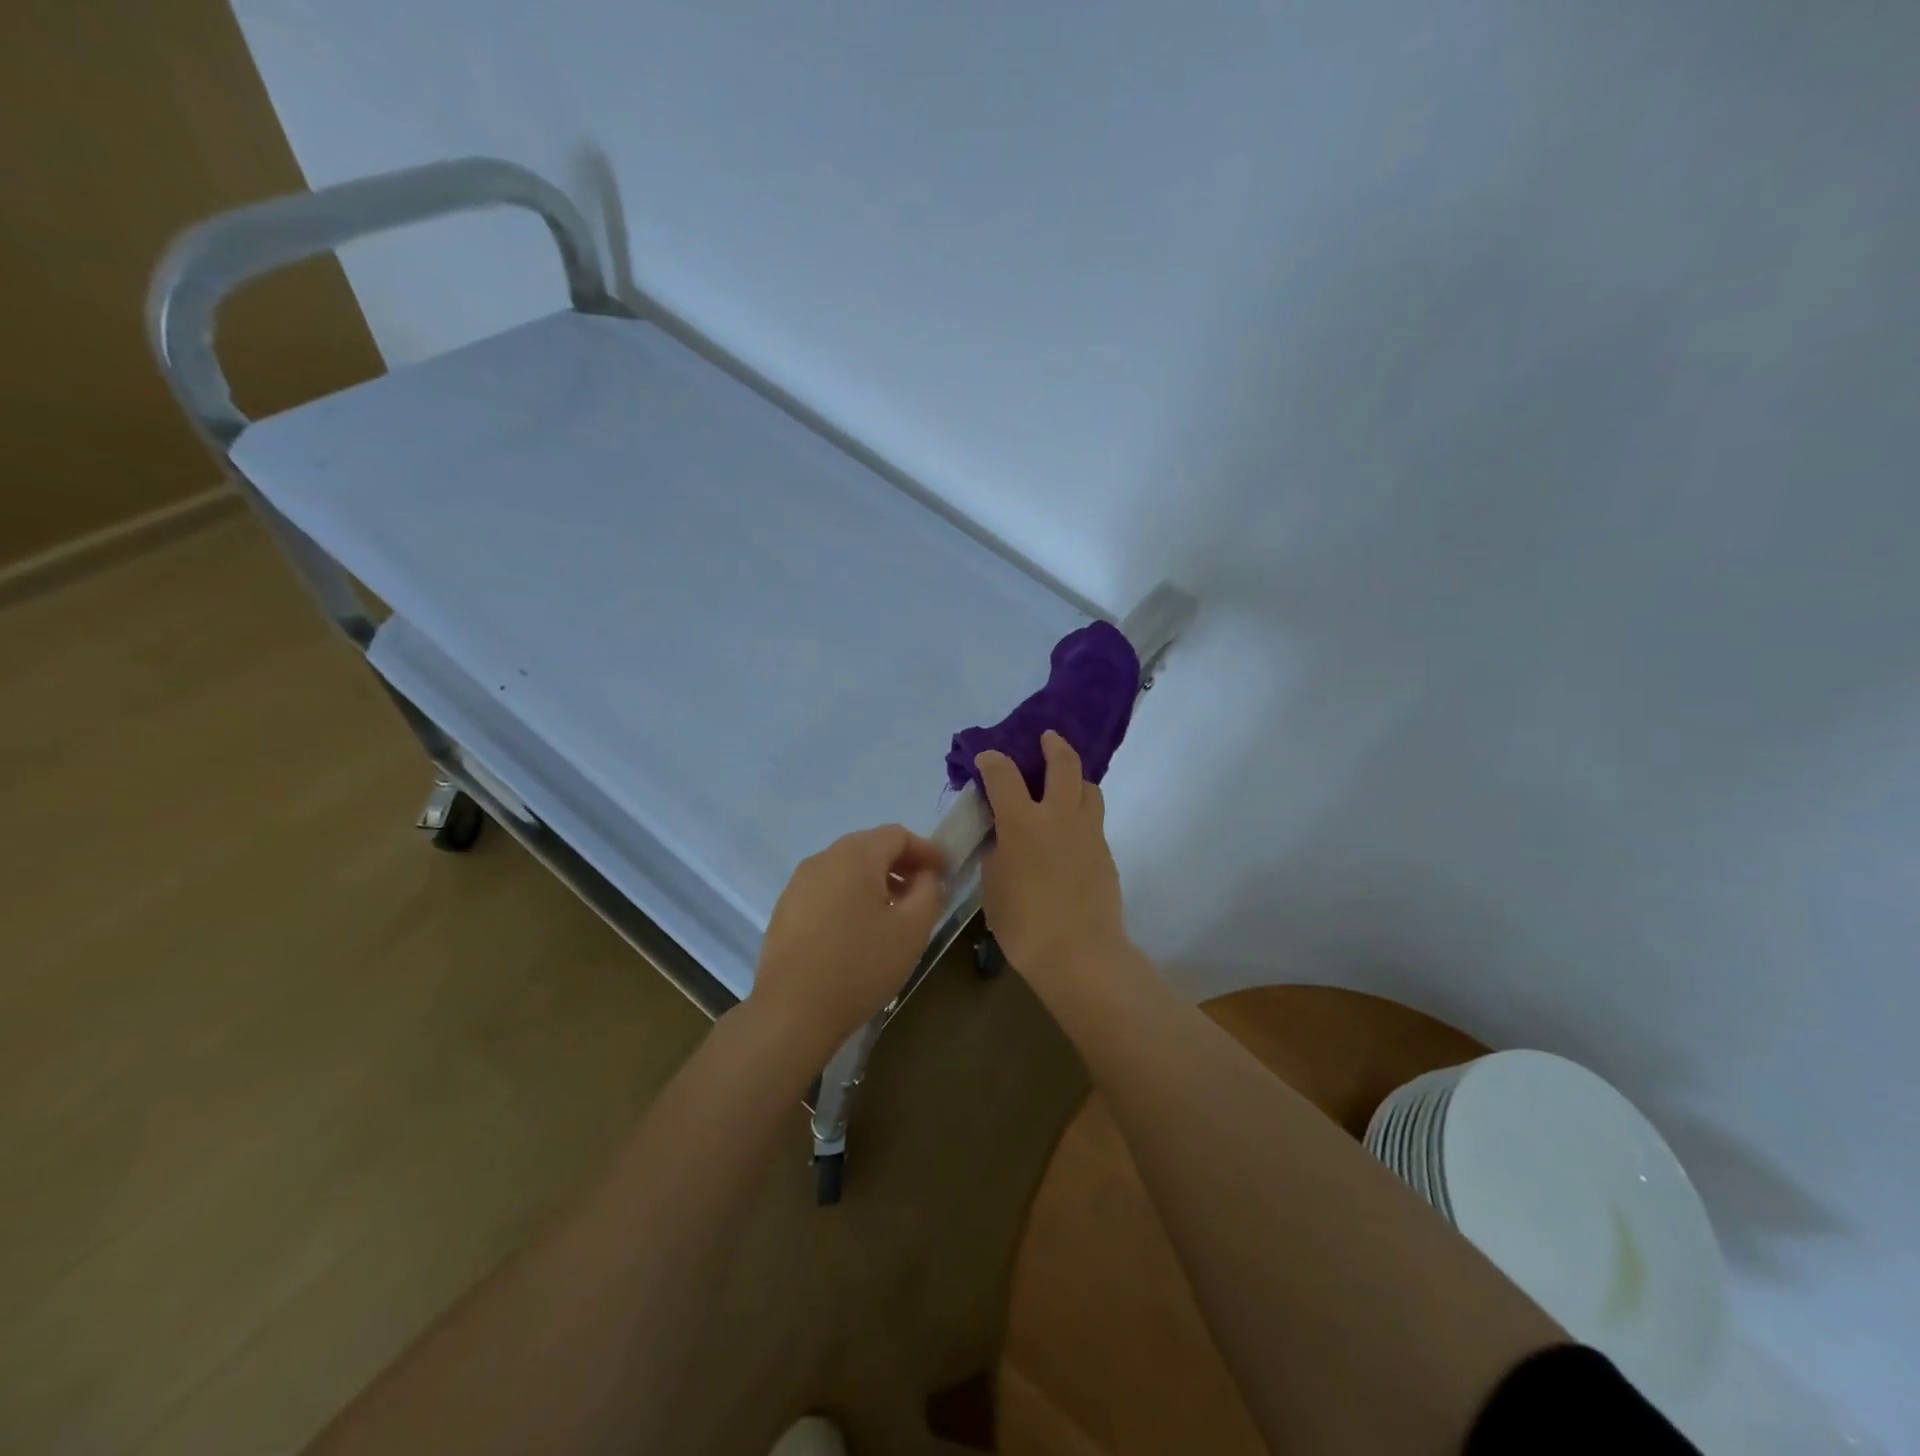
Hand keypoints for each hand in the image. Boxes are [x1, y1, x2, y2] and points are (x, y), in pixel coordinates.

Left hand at [748, 824, 948, 1057]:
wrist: (792, 1011)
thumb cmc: (861, 965)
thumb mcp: (913, 929)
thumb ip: (929, 891)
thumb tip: (925, 876)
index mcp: (855, 855)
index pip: (897, 834)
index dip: (926, 850)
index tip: (944, 874)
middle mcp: (823, 858)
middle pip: (870, 847)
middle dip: (901, 864)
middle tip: (922, 892)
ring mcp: (799, 883)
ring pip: (847, 868)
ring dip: (875, 881)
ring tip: (892, 914)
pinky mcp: (785, 908)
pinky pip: (827, 889)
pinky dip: (850, 897)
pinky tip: (858, 931)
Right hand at [975, 732, 1129, 984]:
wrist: (1079, 953)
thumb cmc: (1024, 924)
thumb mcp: (993, 887)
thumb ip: (997, 854)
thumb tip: (1004, 840)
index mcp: (1022, 823)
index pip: (1004, 775)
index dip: (992, 760)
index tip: (987, 757)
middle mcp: (1058, 816)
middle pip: (1063, 764)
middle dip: (1054, 745)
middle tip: (1047, 739)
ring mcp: (1088, 832)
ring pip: (1088, 788)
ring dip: (1075, 778)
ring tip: (1064, 785)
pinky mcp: (1105, 851)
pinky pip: (1093, 820)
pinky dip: (1081, 813)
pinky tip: (1070, 833)